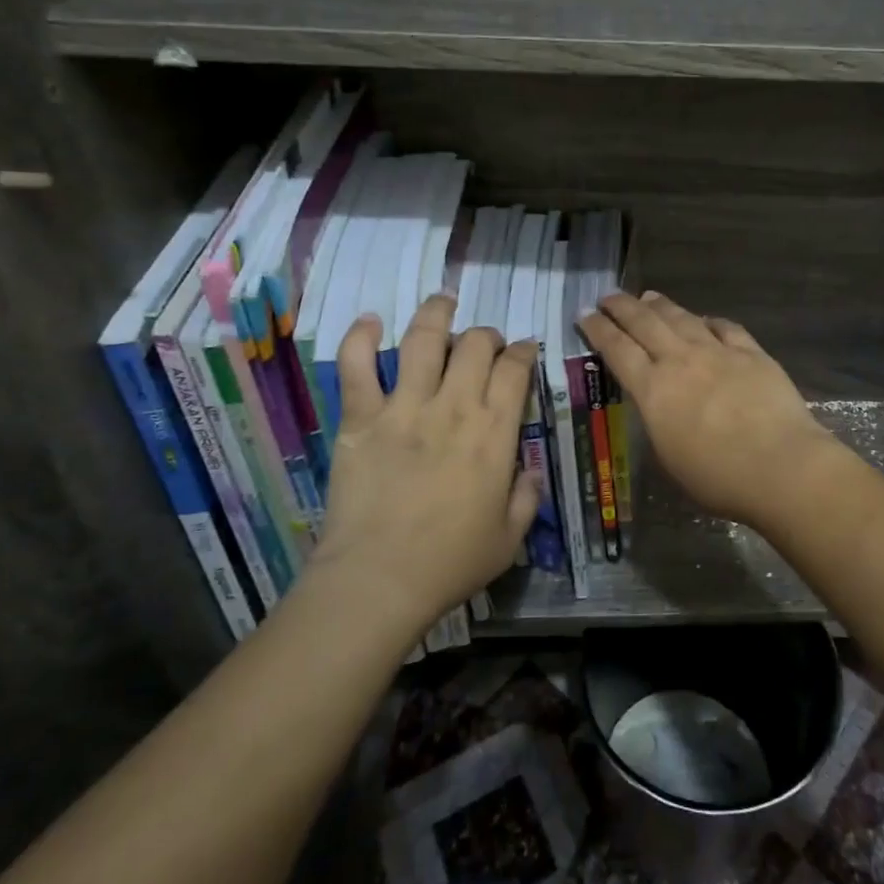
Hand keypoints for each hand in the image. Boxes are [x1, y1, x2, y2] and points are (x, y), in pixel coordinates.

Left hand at [310, 293, 538, 640]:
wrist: (378, 581)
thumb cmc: (450, 562)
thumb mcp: (509, 537)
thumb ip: (526, 496)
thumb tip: (527, 469)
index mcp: (494, 432)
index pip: (516, 369)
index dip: (524, 351)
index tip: (524, 350)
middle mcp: (453, 407)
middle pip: (475, 344)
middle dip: (486, 334)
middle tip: (484, 342)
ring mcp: (403, 407)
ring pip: (423, 340)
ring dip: (435, 314)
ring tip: (442, 302)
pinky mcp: (361, 418)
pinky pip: (356, 366)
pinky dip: (360, 337)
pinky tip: (370, 321)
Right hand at [578, 292, 847, 529]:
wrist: (780, 465)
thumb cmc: (718, 477)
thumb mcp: (669, 456)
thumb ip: (658, 421)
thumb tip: (658, 403)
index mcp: (654, 390)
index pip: (617, 349)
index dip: (598, 329)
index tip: (585, 314)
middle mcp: (681, 361)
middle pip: (644, 323)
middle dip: (622, 306)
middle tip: (608, 296)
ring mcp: (718, 352)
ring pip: (682, 318)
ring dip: (660, 305)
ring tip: (648, 297)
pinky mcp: (751, 352)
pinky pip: (725, 327)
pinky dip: (709, 320)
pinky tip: (704, 319)